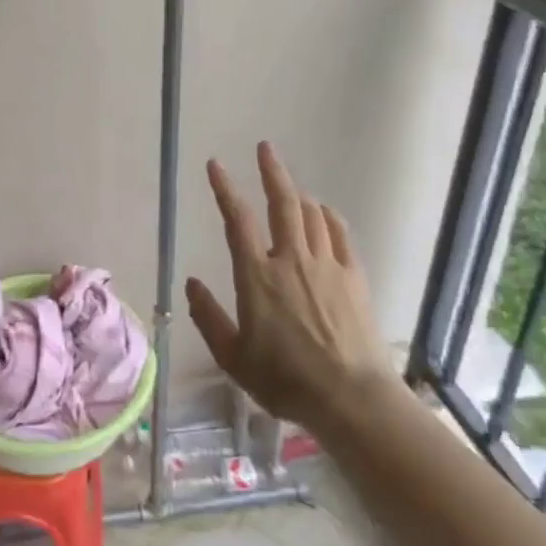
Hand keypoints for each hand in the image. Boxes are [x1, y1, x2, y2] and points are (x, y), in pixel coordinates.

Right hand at [185, 142, 396, 428]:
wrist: (351, 398)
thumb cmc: (285, 380)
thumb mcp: (233, 357)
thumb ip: (208, 317)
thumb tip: (191, 284)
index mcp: (257, 276)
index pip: (237, 219)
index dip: (224, 188)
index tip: (216, 165)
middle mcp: (290, 259)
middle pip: (282, 203)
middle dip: (272, 171)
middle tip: (265, 148)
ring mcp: (327, 265)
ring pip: (311, 214)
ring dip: (298, 194)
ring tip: (289, 187)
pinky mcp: (354, 277)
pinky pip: (340, 234)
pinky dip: (328, 217)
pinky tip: (324, 213)